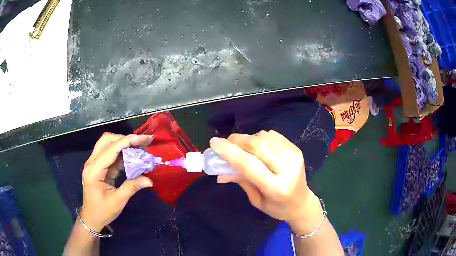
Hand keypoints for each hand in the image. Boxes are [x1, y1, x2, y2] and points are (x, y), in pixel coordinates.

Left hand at [80, 133, 153, 231]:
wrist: (91, 218)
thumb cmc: (102, 211)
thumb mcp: (118, 201)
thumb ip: (132, 187)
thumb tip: (149, 180)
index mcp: (94, 170)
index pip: (111, 149)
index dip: (128, 141)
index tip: (145, 139)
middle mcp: (92, 162)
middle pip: (107, 140)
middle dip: (124, 139)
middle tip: (141, 143)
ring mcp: (94, 163)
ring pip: (108, 144)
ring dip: (123, 144)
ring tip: (139, 148)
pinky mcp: (98, 167)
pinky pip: (110, 154)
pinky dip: (121, 153)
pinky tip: (132, 157)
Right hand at [210, 131, 321, 231]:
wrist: (302, 202)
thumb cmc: (277, 207)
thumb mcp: (256, 200)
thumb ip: (240, 181)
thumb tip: (219, 171)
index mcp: (277, 187)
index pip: (250, 165)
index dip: (229, 152)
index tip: (214, 143)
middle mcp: (288, 168)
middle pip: (257, 146)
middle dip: (237, 140)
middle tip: (225, 142)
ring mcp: (294, 156)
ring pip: (264, 137)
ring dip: (247, 139)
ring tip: (241, 147)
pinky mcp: (296, 148)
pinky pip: (272, 135)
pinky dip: (259, 137)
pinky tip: (257, 147)